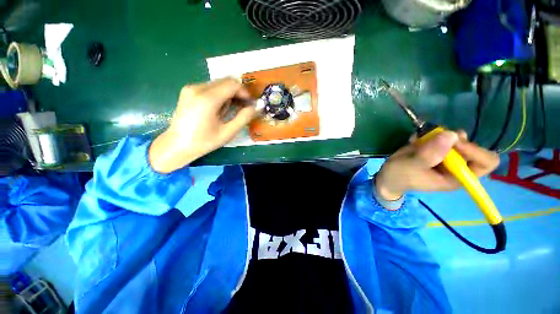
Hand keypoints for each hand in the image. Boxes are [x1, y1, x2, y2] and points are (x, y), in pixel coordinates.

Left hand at [149, 78, 257, 172]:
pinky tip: (218, 109)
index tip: (250, 103)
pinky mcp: (188, 90)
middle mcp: (198, 88)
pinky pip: (210, 87)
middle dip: (238, 92)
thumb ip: (244, 118)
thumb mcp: (228, 132)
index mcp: (208, 99)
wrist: (177, 145)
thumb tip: (256, 107)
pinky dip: (219, 95)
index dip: (245, 92)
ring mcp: (191, 88)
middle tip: (242, 107)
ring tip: (229, 111)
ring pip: (218, 83)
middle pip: (226, 81)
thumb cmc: (204, 142)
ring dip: (228, 94)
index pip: (233, 84)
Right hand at [375, 130, 499, 201]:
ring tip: (421, 140)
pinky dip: (429, 135)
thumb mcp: (411, 166)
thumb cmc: (400, 176)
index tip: (452, 143)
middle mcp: (457, 167)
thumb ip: (429, 153)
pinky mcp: (437, 151)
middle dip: (455, 141)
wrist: (388, 176)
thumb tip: (452, 134)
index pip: (485, 162)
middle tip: (436, 138)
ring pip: (457, 139)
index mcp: (458, 177)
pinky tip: (415, 141)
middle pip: (472, 147)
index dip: (474, 150)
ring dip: (440, 136)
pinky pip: (441, 137)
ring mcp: (447, 158)